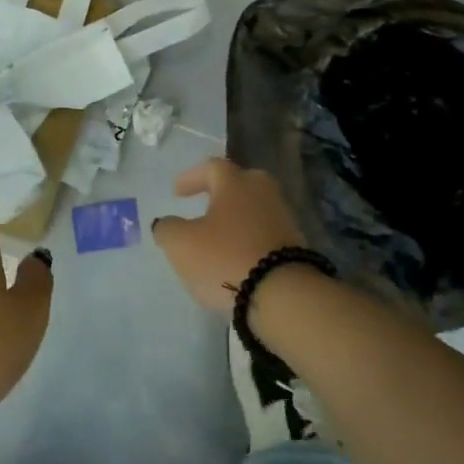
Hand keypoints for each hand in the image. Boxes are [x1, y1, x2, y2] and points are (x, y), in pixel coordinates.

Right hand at [152, 157, 305, 313]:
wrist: (284, 295)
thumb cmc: (225, 258)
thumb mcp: (181, 244)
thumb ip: (167, 229)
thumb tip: (167, 223)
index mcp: (235, 183)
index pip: (212, 167)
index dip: (191, 177)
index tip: (177, 193)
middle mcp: (262, 193)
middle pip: (241, 183)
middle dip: (221, 192)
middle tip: (205, 204)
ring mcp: (284, 219)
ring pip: (255, 209)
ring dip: (236, 218)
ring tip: (220, 237)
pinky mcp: (296, 247)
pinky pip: (266, 234)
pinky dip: (250, 240)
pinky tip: (238, 257)